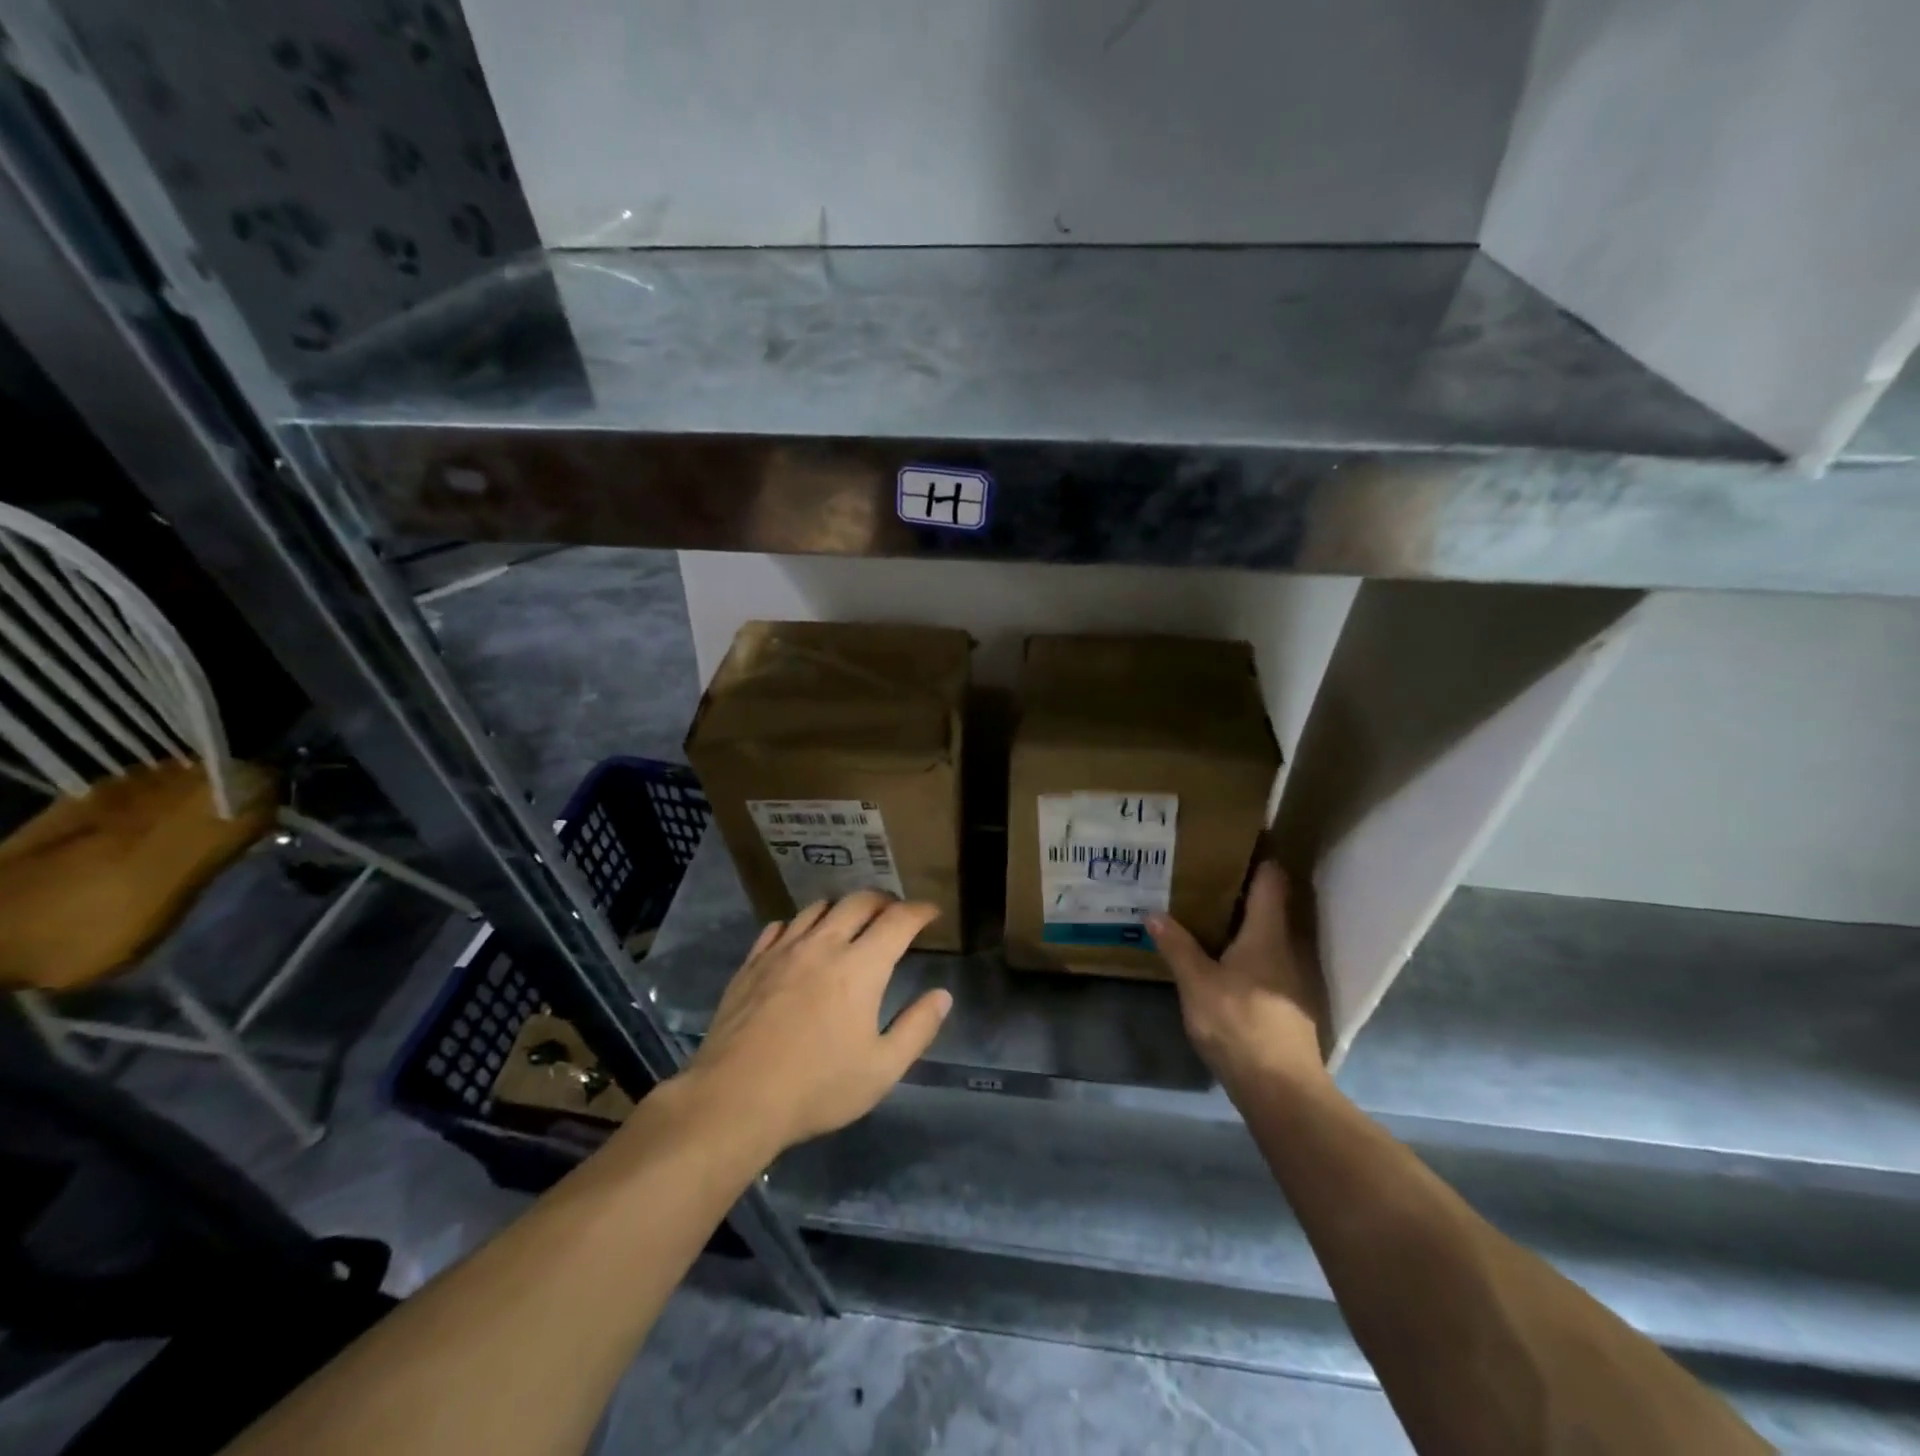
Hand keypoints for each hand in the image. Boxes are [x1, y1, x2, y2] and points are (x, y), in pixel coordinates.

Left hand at [680, 892, 952, 1155]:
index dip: (920, 911)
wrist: (735, 1098)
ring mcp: (783, 950)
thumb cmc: (817, 1087)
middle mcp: (823, 945)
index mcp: (861, 967)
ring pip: (817, 908)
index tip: (932, 912)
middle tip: (894, 912)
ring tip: (850, 922)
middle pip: (858, 902)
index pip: (898, 920)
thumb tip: (942, 996)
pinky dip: (799, 924)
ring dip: (842, 908)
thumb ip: (917, 1028)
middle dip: (883, 901)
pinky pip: (779, 927)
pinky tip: (799, 939)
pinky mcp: (752, 963)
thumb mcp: (881, 1069)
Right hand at [1149, 862, 1327, 1098]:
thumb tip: (1154, 912)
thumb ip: (1177, 946)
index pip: (1272, 879)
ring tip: (1206, 908)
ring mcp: (1291, 976)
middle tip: (1206, 871)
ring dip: (1243, 918)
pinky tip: (1220, 955)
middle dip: (1242, 886)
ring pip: (1268, 933)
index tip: (1235, 839)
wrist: (1280, 1088)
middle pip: (1271, 904)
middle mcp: (1286, 947)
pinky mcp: (1287, 1000)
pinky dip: (1245, 946)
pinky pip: (1266, 958)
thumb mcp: (1197, 983)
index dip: (1259, 855)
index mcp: (1267, 933)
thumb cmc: (1239, 1024)